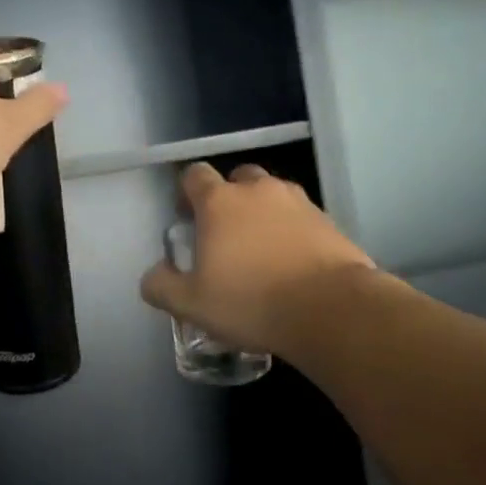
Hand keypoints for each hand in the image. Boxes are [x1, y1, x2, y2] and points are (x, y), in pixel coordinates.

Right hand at [140, 162, 373, 354]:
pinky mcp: (328, 221)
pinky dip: (292, 231)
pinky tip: (292, 263)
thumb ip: (162, 286)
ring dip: (263, 213)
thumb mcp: (191, 304)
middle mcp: (259, 190)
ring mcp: (298, 202)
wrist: (331, 309)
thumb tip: (154, 274)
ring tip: (261, 250)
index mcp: (220, 202)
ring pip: (272, 196)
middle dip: (228, 199)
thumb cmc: (251, 302)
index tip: (186, 217)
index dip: (186, 192)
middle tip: (225, 233)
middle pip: (238, 178)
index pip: (194, 175)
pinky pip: (301, 217)